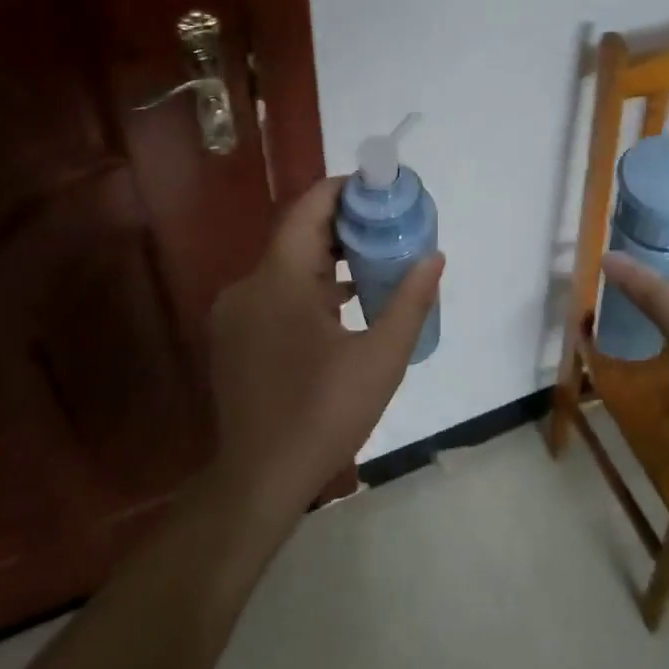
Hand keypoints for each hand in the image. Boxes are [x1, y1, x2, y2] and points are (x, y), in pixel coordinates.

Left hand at [208, 177, 443, 519]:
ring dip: (327, 260)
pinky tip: (343, 305)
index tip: (380, 189)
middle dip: (343, 226)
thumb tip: (434, 257)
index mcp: (279, 280)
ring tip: (375, 261)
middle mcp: (249, 285)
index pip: (308, 209)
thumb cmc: (324, 413)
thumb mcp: (381, 357)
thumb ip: (410, 301)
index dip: (343, 190)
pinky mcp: (234, 337)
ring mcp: (236, 313)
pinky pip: (274, 294)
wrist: (260, 479)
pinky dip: (308, 288)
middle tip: (388, 225)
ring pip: (286, 267)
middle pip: (298, 236)